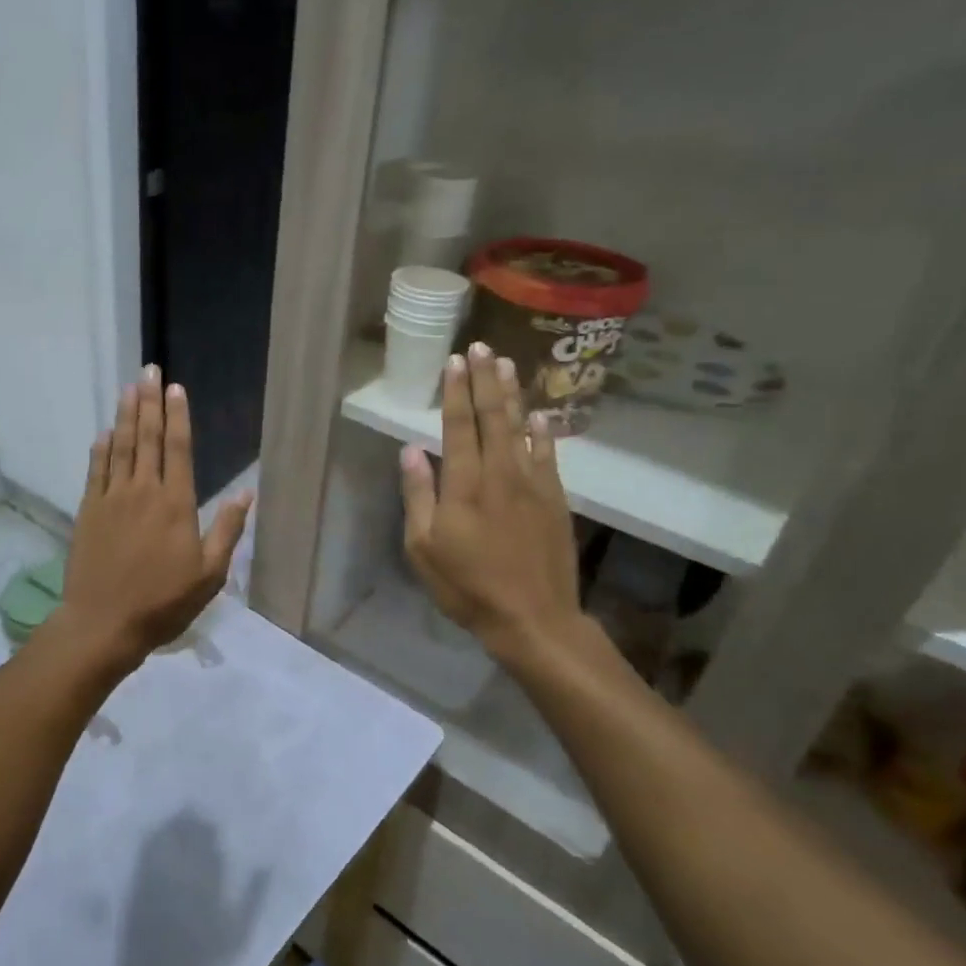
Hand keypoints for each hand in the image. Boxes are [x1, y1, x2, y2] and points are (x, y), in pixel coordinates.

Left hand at [62, 366, 252, 667]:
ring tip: (129, 388)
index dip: (178, 416)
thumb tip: (246, 493)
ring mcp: (112, 498)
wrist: (104, 623)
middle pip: (148, 438)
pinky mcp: (89, 511)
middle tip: (148, 370)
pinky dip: (102, 448)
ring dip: (126, 415)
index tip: (175, 388)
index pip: (178, 448)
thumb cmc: (163, 602)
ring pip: (121, 446)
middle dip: (150, 402)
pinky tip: (105, 432)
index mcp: (176, 504)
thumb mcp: (209, 575)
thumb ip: (226, 530)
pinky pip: (96, 470)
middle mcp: (143, 491)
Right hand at [400, 342, 591, 671]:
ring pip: (522, 429)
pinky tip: (541, 415)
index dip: (456, 392)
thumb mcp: (423, 548)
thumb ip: (418, 496)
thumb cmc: (467, 586)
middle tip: (482, 346)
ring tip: (508, 364)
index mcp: (464, 485)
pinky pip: (548, 455)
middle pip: (493, 417)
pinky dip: (543, 432)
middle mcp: (500, 474)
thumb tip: (410, 451)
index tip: (455, 361)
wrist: (533, 618)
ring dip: (513, 395)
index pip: (459, 426)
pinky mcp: (555, 500)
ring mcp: (533, 485)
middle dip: (486, 380)